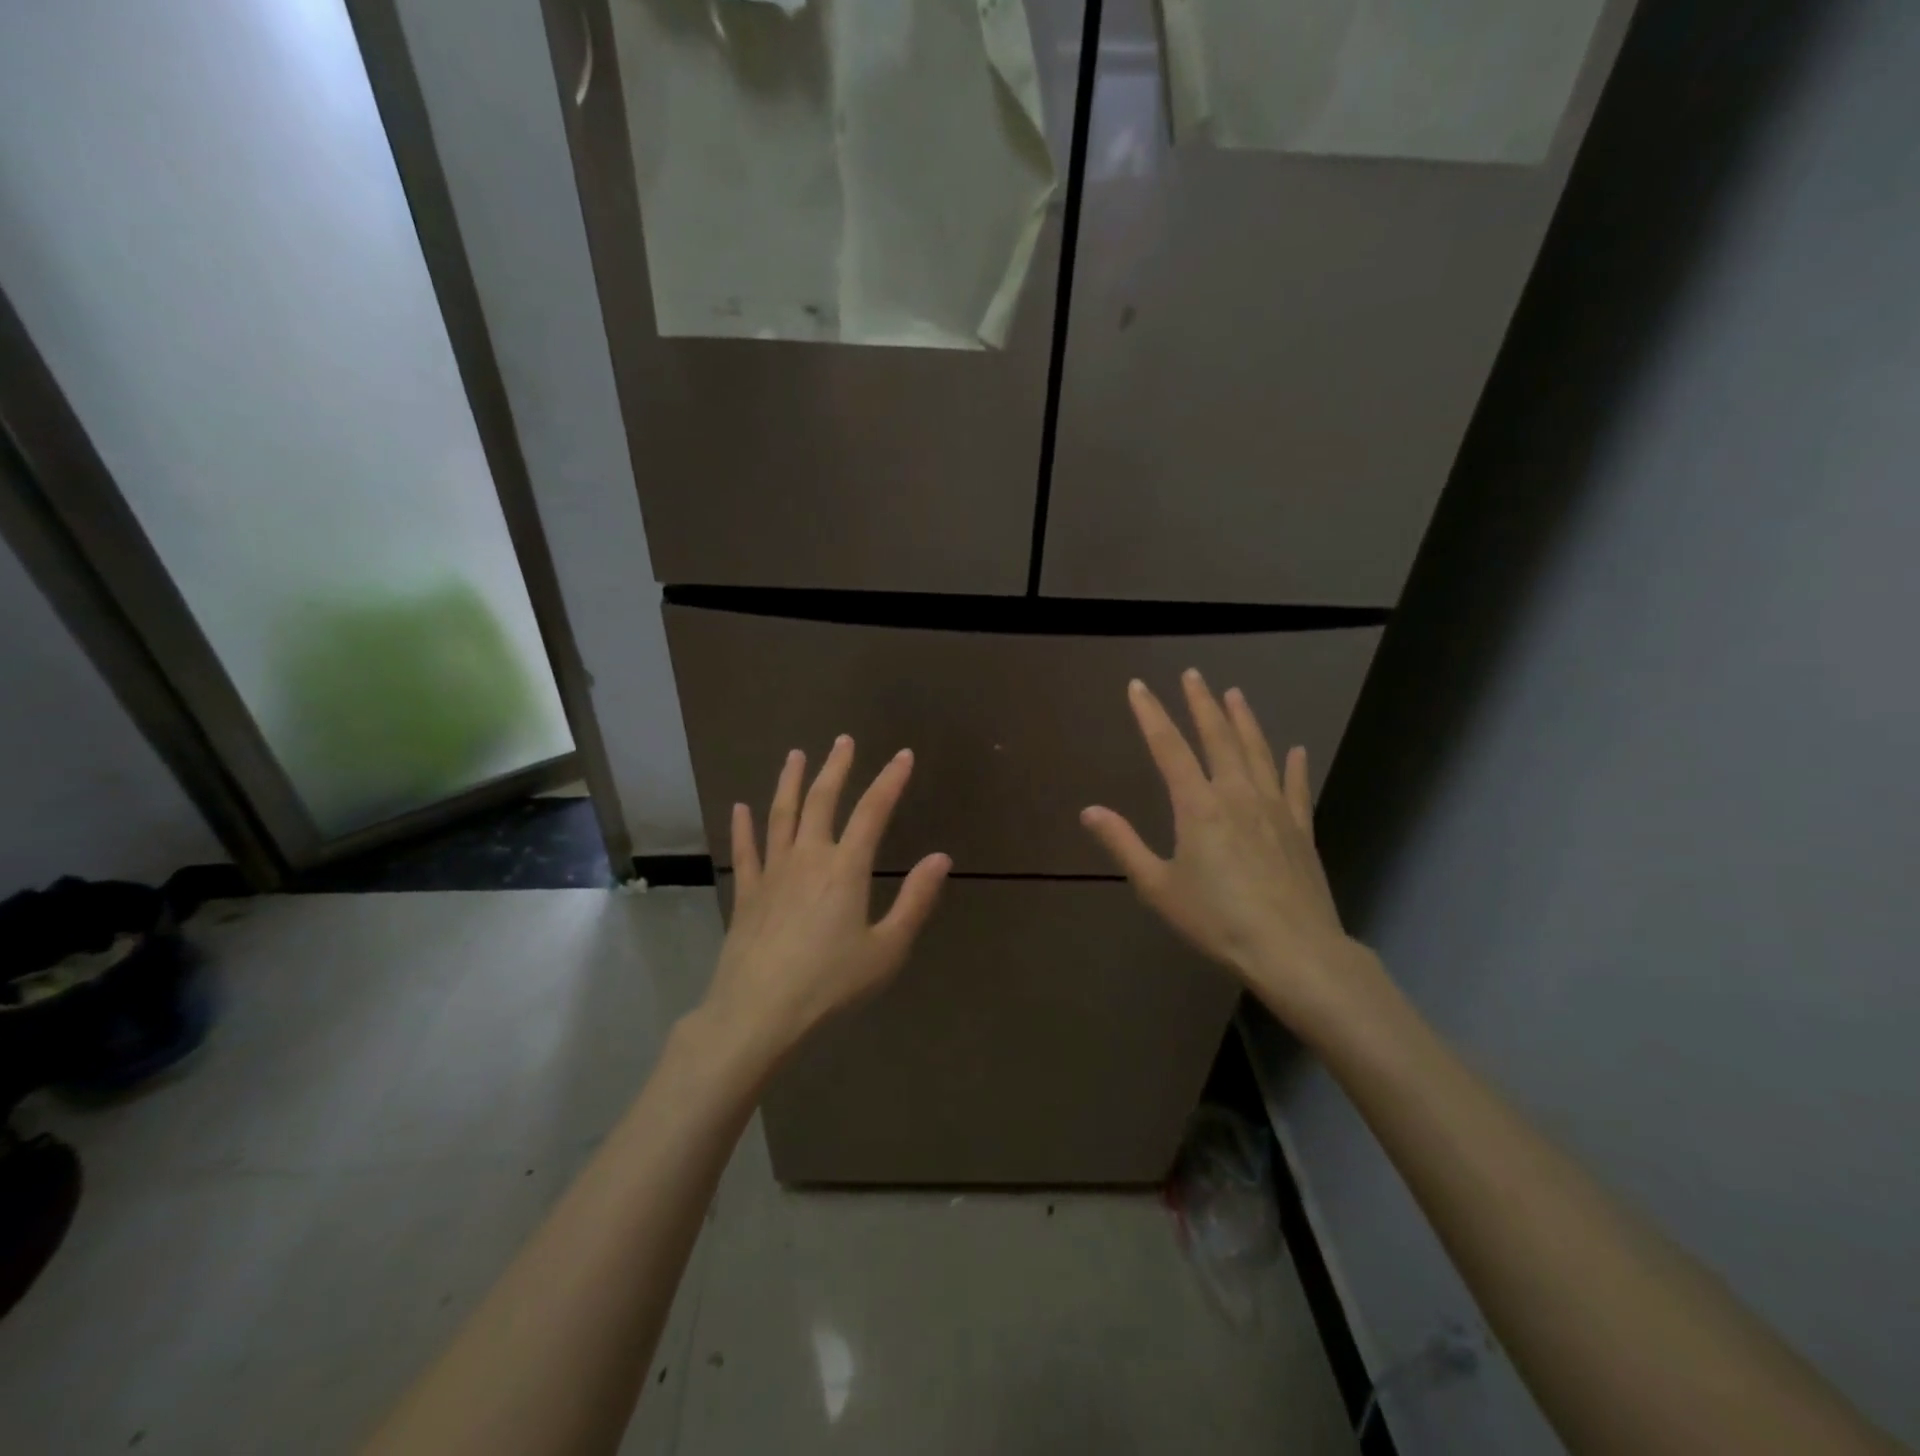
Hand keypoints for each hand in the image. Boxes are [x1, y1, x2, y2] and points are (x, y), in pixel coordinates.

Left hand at [701, 735, 950, 1061]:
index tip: (903, 755)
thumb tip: (941, 857)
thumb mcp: (886, 950)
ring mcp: (772, 873)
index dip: (890, 780)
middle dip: (836, 767)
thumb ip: (915, 900)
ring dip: (790, 782)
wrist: (757, 1014)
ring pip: (781, 815)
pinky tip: (740, 807)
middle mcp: (808, 858)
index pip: (873, 812)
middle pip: (822, 800)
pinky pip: (745, 851)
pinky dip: (743, 827)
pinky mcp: (747, 893)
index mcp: (845, 869)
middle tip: (843, 739)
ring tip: (795, 755)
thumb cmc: (829, 985)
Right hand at [1080, 671, 1373, 1033]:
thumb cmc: (1216, 920)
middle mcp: (1236, 794)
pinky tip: (1295, 750)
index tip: (1139, 686)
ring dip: (1244, 720)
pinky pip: (1296, 787)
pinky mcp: (1300, 828)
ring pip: (1258, 752)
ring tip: (1234, 694)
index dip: (1151, 714)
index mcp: (1198, 806)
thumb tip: (1090, 811)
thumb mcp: (1158, 887)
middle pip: (1217, 737)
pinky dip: (1293, 765)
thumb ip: (1124, 844)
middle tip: (1193, 674)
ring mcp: (1274, 808)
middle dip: (1201, 703)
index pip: (1168, 748)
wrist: (1293, 950)